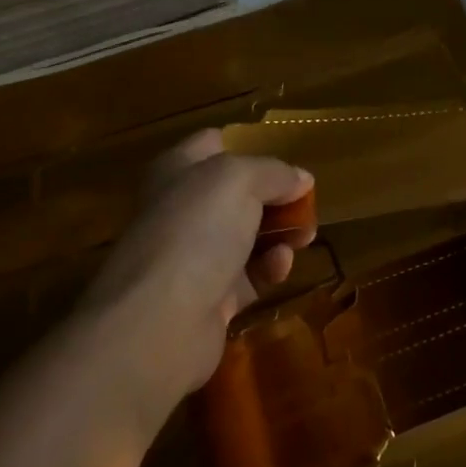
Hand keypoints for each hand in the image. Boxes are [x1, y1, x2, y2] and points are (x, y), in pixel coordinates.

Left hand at [82, 130, 315, 411]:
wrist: (158, 322)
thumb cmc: (195, 231)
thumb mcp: (240, 180)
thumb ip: (274, 172)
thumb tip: (301, 178)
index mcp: (178, 170)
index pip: (214, 144)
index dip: (249, 146)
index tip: (285, 159)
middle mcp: (182, 208)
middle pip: (238, 193)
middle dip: (276, 196)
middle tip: (307, 204)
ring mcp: (193, 255)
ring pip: (247, 235)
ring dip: (280, 233)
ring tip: (304, 237)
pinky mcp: (210, 298)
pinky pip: (250, 275)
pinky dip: (270, 268)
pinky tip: (281, 267)